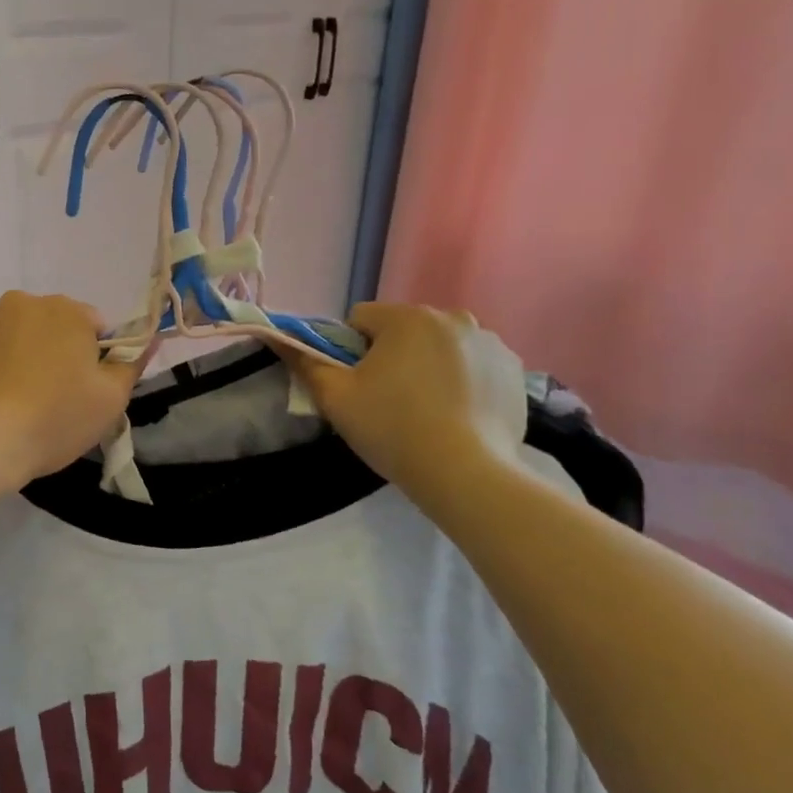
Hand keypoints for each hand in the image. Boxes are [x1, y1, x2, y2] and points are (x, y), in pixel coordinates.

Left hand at [0, 291, 144, 485]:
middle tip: (51, 401)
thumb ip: (130, 366)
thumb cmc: (51, 420)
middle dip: (54, 355)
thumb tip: (145, 343)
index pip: (94, 325)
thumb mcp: (109, 401)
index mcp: (64, 310)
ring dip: (18, 361)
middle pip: (49, 327)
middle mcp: (19, 303)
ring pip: (11, 339)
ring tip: (13, 407)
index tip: (86, 391)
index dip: (95, 359)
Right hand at [291, 303, 527, 515]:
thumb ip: (305, 362)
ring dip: (428, 366)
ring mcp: (490, 343)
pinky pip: (474, 365)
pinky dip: (462, 382)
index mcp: (407, 317)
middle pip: (403, 330)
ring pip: (440, 346)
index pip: (361, 319)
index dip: (349, 351)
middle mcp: (452, 317)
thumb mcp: (336, 398)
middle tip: (388, 401)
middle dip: (391, 356)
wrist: (467, 474)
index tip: (356, 385)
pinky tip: (458, 415)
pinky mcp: (514, 370)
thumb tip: (278, 338)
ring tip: (427, 411)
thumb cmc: (393, 429)